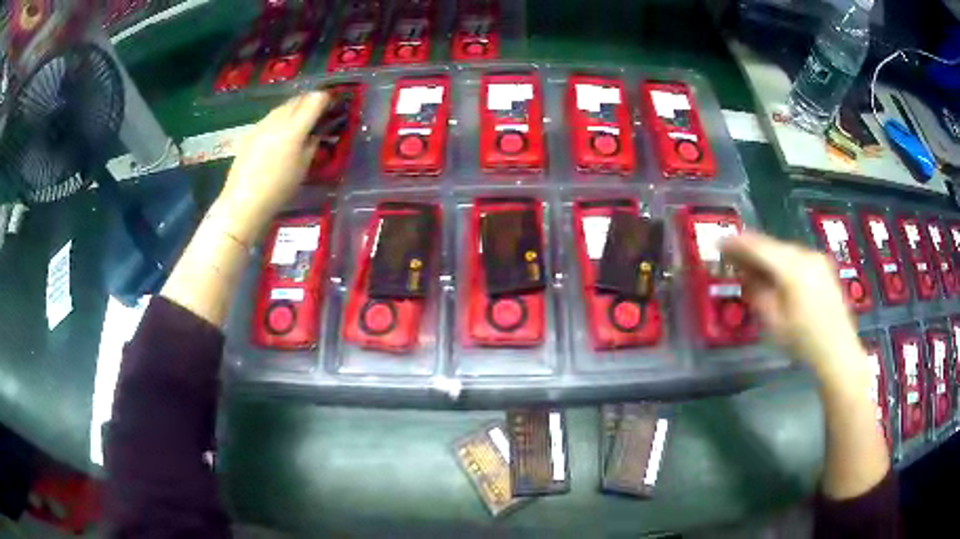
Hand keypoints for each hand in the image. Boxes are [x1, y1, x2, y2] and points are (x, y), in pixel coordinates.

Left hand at [214, 91, 329, 241]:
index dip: (327, 99)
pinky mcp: (251, 132)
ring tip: (301, 120)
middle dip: (311, 101)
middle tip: (320, 111)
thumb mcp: (303, 167)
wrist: (244, 201)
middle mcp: (278, 119)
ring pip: (284, 106)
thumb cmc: (278, 188)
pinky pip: (271, 117)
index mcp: (295, 127)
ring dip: (296, 108)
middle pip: (299, 99)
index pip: (315, 100)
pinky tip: (282, 133)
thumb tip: (316, 132)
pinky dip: (281, 118)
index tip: (334, 104)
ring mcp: (262, 124)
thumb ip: (312, 143)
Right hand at [721, 232, 867, 385]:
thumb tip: (745, 275)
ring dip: (767, 256)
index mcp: (792, 268)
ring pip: (784, 251)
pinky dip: (781, 262)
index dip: (737, 244)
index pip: (759, 247)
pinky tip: (775, 273)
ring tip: (751, 266)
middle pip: (772, 246)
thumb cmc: (804, 342)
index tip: (719, 243)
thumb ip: (757, 293)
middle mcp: (806, 255)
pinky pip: (796, 258)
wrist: (838, 351)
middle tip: (732, 256)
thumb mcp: (774, 322)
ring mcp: (817, 260)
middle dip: (751, 250)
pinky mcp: (824, 267)